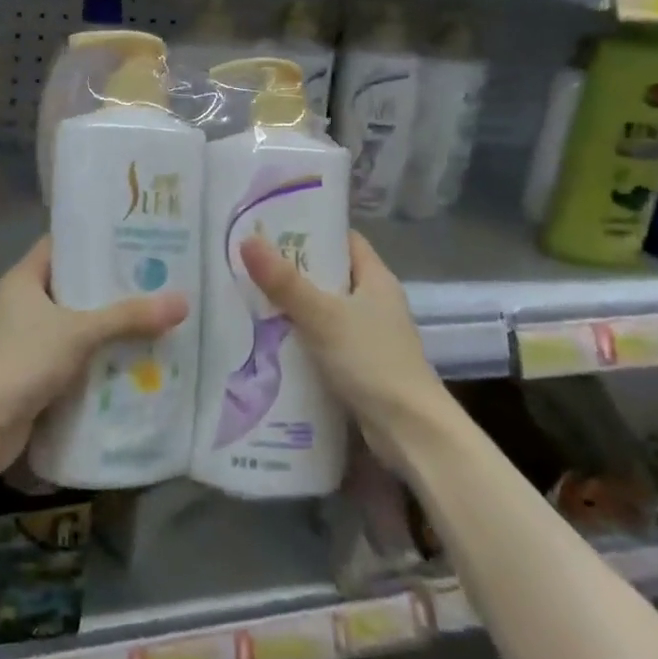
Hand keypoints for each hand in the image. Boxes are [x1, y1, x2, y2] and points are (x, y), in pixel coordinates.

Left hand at [0, 237, 187, 486]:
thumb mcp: (79, 332)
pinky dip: (100, 358)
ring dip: (111, 326)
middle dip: (114, 287)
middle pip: (75, 286)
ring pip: (77, 324)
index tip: (137, 239)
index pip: (63, 245)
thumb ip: (129, 317)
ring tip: (158, 317)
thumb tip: (182, 301)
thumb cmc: (20, 362)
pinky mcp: (35, 374)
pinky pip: (75, 357)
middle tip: (160, 280)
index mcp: (24, 279)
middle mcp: (24, 304)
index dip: (96, 240)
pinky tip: (137, 359)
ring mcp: (28, 341)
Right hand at [238, 231, 452, 462]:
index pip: (343, 240)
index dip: (312, 230)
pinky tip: (271, 340)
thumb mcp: (322, 316)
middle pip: (330, 275)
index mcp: (376, 279)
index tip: (272, 227)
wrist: (409, 432)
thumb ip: (284, 282)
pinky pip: (325, 341)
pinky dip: (302, 338)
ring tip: (251, 298)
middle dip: (293, 270)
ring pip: (325, 310)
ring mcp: (370, 336)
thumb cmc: (371, 361)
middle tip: (251, 263)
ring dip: (294, 307)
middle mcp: (375, 302)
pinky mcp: (361, 366)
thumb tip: (247, 240)